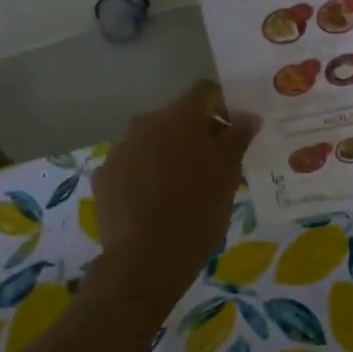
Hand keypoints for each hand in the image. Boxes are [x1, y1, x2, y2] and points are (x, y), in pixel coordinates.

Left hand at [92, 81, 260, 304]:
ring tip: (180, 188)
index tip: (232, 132)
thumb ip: (237, 138)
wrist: (146, 261)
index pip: (204, 91)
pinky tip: (153, 203)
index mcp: (180, 118)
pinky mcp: (104, 176)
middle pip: (176, 117)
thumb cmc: (198, 213)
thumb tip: (248, 116)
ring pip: (151, 141)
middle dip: (195, 134)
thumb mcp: (228, 176)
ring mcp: (120, 149)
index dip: (221, 105)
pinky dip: (144, 174)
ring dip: (168, 154)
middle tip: (211, 165)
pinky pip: (131, 165)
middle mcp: (145, 124)